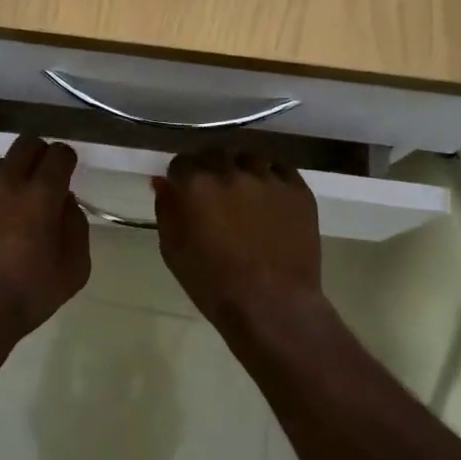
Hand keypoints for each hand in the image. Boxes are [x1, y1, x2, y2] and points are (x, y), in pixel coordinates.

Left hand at [0, 134, 89, 332]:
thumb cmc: (26, 296)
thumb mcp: (73, 270)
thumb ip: (75, 227)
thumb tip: (65, 203)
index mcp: (40, 195)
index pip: (58, 154)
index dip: (66, 160)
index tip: (67, 173)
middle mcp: (5, 184)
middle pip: (26, 145)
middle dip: (40, 154)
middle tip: (44, 180)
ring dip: (12, 179)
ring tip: (13, 212)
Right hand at [154, 149, 323, 327]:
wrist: (272, 305)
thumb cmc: (214, 284)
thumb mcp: (173, 251)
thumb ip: (166, 210)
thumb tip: (163, 182)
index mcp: (195, 184)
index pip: (182, 162)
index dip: (182, 177)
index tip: (185, 192)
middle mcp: (230, 171)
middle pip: (216, 155)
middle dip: (211, 169)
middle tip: (215, 194)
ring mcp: (267, 177)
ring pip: (249, 158)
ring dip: (242, 170)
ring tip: (245, 194)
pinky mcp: (297, 189)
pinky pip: (280, 169)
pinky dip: (271, 177)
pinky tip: (270, 198)